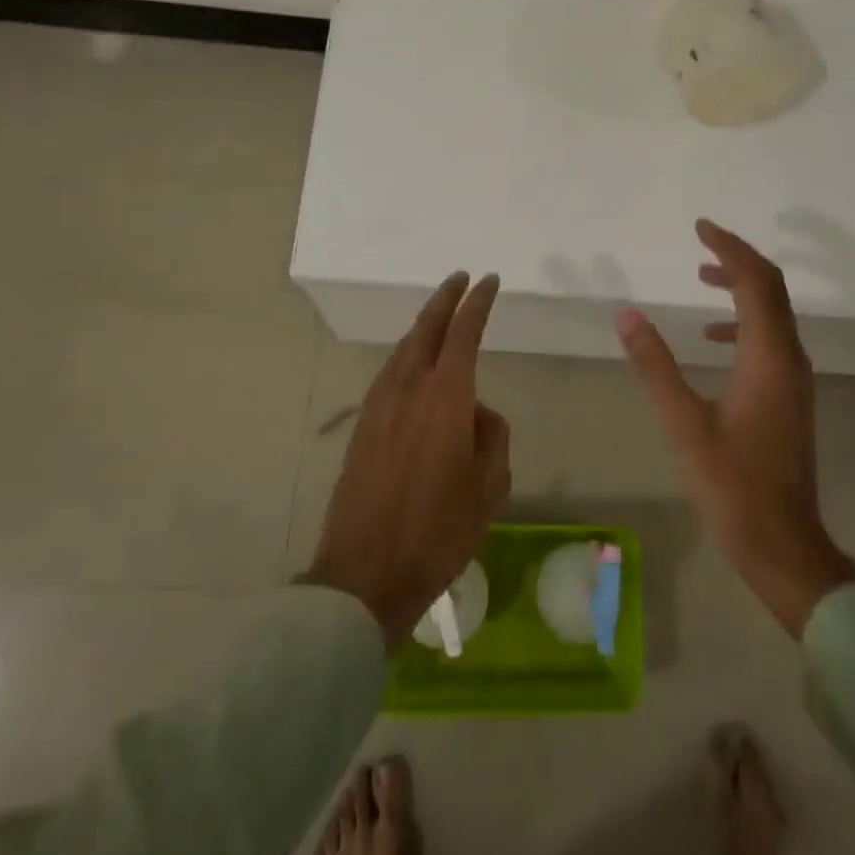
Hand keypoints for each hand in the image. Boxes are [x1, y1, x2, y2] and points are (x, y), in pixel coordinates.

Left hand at [301, 272, 511, 644]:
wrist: (364, 574)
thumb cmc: (437, 533)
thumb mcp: (489, 489)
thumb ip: (492, 438)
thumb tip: (478, 415)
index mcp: (446, 398)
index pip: (464, 333)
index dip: (477, 303)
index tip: (488, 281)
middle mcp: (409, 389)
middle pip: (426, 329)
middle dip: (444, 300)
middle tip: (460, 280)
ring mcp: (379, 406)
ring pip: (403, 350)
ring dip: (422, 327)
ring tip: (439, 318)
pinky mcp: (362, 427)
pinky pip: (389, 374)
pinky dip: (406, 356)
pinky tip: (412, 367)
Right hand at [615, 220, 854, 636]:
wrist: (783, 545)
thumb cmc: (732, 485)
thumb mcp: (683, 423)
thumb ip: (655, 365)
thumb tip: (627, 314)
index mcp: (769, 358)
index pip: (756, 282)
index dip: (729, 248)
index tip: (700, 227)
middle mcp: (790, 359)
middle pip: (772, 289)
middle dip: (738, 259)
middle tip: (702, 241)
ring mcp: (795, 379)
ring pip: (774, 313)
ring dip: (742, 287)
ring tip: (702, 277)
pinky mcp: (790, 396)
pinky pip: (771, 338)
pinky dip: (744, 321)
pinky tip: (712, 337)